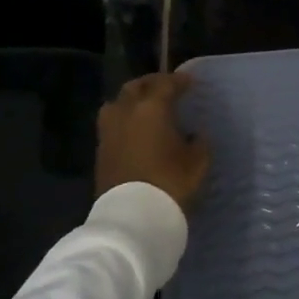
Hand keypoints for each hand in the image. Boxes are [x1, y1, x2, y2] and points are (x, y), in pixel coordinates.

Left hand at [96, 72, 210, 212]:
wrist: (132, 217)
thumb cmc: (170, 183)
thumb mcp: (197, 163)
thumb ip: (198, 143)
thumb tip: (194, 134)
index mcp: (152, 108)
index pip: (166, 84)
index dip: (179, 81)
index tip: (189, 82)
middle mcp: (126, 111)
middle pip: (136, 87)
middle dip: (151, 84)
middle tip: (165, 88)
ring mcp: (109, 130)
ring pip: (117, 102)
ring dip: (131, 99)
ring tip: (144, 106)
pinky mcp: (100, 149)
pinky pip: (111, 123)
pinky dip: (123, 119)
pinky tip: (134, 129)